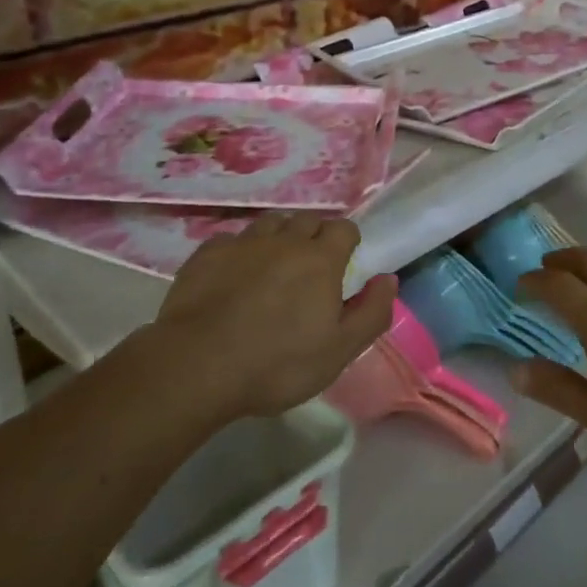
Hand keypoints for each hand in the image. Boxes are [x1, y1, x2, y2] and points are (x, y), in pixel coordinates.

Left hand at [152, 212, 395, 420]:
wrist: (197, 365)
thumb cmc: (277, 363)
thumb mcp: (339, 351)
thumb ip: (371, 312)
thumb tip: (388, 279)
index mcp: (320, 259)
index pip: (344, 228)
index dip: (347, 243)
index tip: (342, 266)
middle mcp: (285, 239)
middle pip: (307, 220)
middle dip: (313, 236)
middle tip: (309, 269)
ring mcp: (244, 243)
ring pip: (270, 224)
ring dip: (278, 238)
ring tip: (273, 267)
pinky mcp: (208, 254)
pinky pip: (232, 240)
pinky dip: (240, 251)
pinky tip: (233, 276)